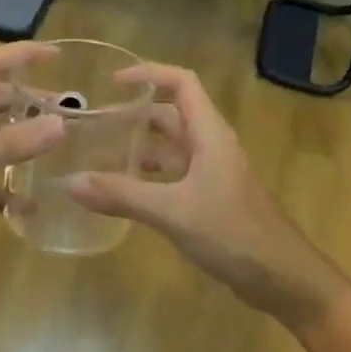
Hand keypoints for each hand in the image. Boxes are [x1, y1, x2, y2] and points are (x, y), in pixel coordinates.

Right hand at [66, 65, 346, 329]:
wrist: (282, 278)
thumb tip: (69, 181)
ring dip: (139, 148)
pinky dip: (148, 177)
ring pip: (170, 148)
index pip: (182, 82)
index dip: (149, 73)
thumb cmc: (233, 233)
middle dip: (133, 115)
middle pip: (170, 115)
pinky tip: (122, 194)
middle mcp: (211, 146)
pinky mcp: (210, 200)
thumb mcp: (172, 211)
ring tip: (99, 156)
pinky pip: (173, 176)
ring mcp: (212, 174)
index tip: (112, 81)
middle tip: (93, 126)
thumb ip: (121, 195)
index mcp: (209, 134)